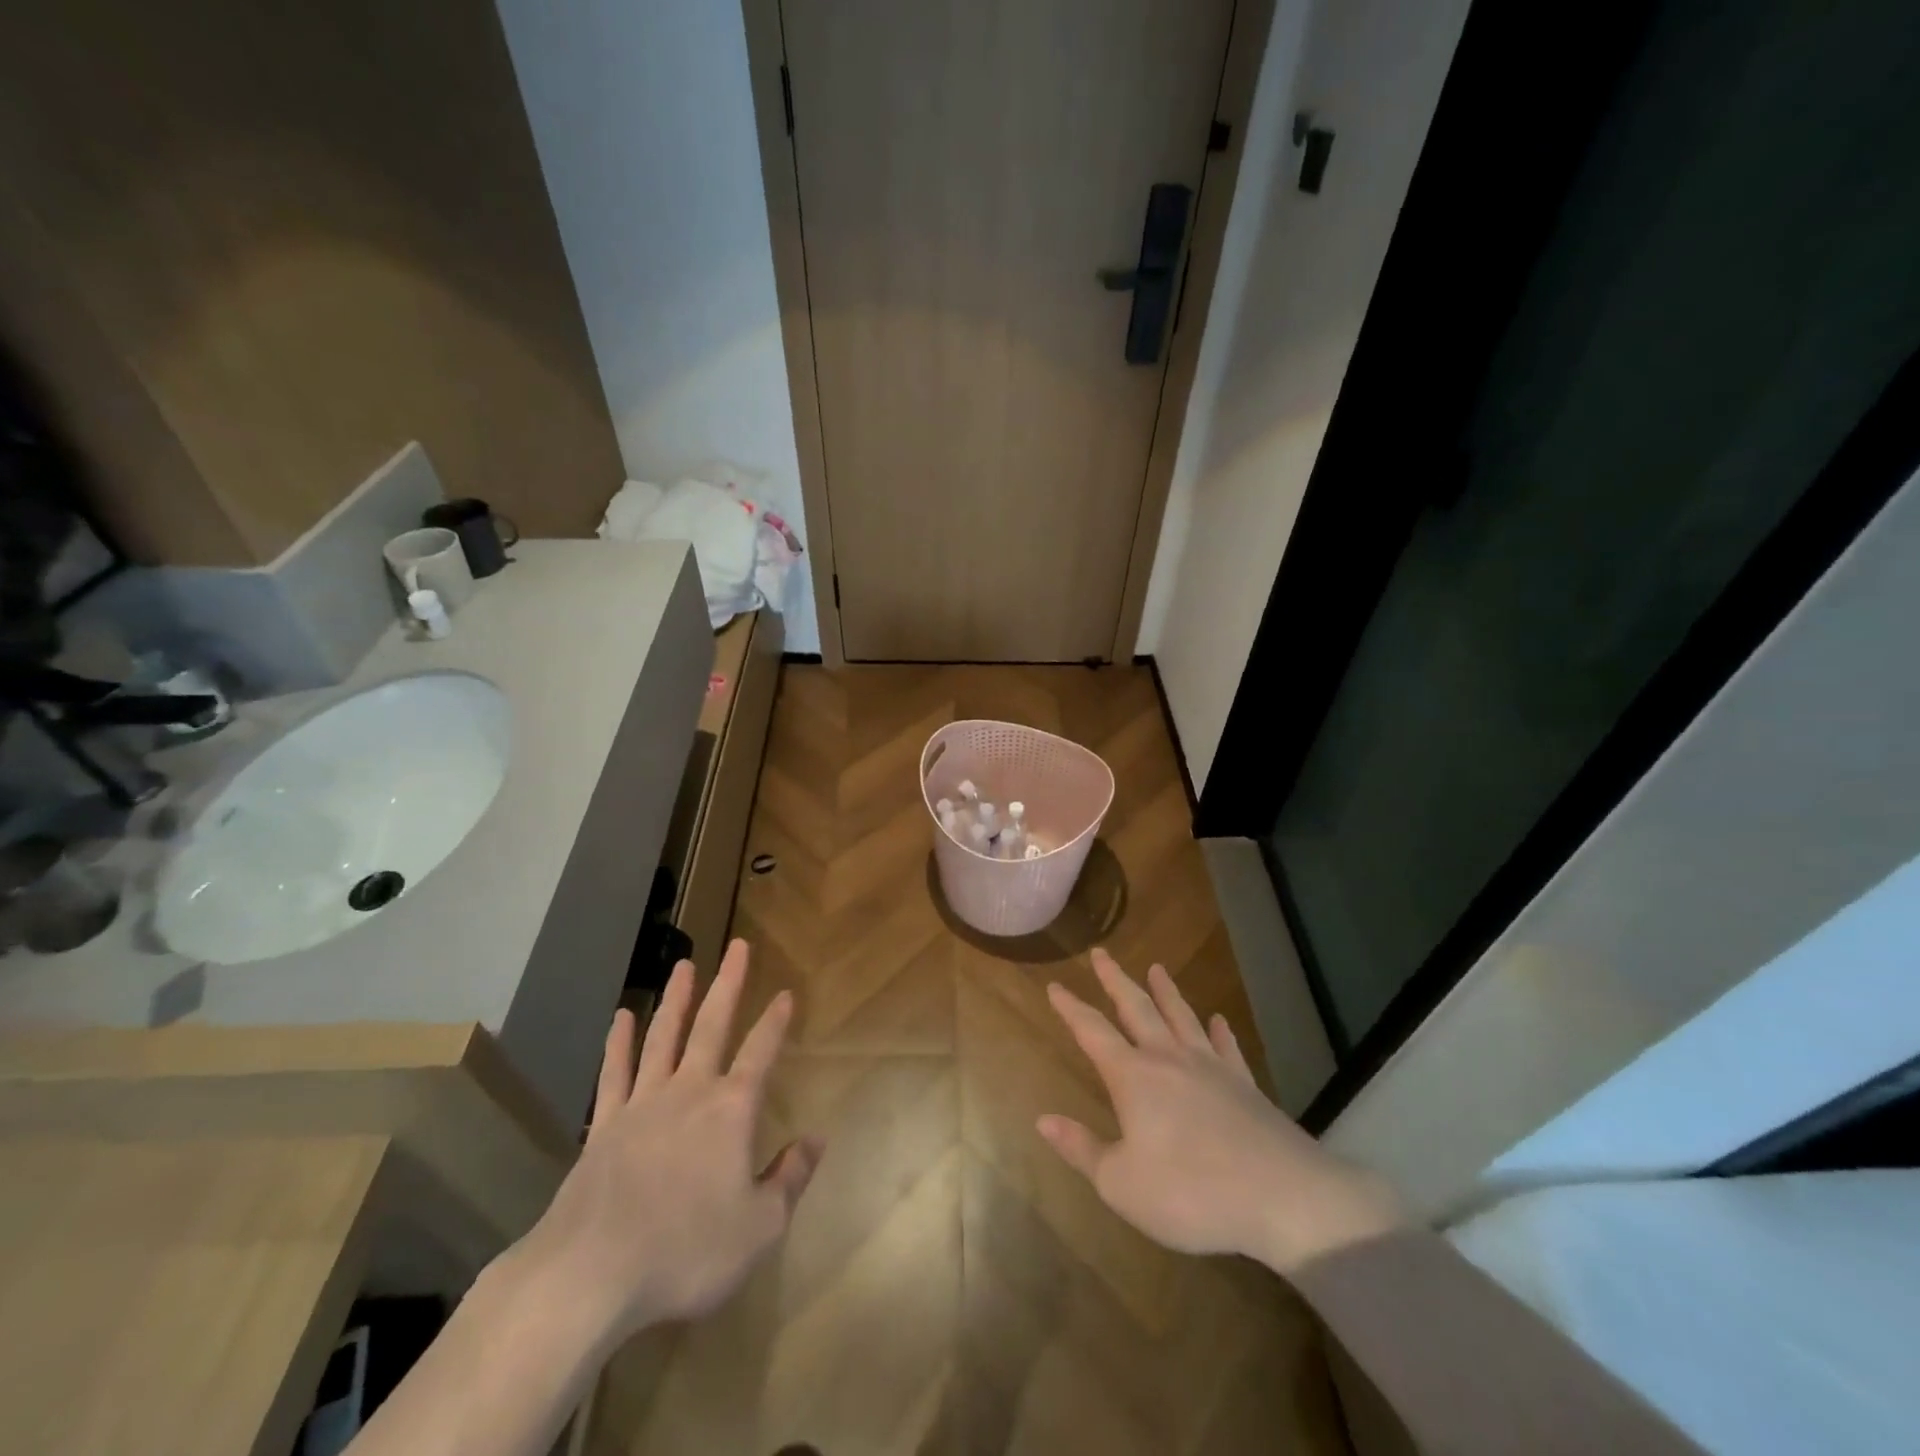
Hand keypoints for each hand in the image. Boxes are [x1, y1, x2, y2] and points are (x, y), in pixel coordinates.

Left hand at [502, 940, 821, 1344]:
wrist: (592, 1274)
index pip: (761, 1052)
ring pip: (663, 1037)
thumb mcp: (760, 1227)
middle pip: (712, 1025)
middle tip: (737, 946)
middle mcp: (689, 1091)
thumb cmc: (687, 1251)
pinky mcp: (604, 1126)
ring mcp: (642, 1104)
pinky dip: (619, 1042)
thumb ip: (791, 1178)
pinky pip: (614, 1073)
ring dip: (677, 998)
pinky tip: (622, 1017)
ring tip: (684, 965)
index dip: (775, 1022)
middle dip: (728, 983)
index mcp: (731, 1110)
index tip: (785, 993)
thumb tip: (816, 1139)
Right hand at [1037, 950, 1404, 1274]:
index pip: (1092, 1031)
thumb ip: (1082, 1149)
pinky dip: (1220, 1031)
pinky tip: (1218, 1020)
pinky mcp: (1245, 1084)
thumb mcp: (1122, 1184)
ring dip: (1166, 992)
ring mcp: (1211, 1068)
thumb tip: (1043, 1119)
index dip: (1071, 1008)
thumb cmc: (1191, 1193)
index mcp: (1133, 1077)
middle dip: (1115, 980)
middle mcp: (1169, 1059)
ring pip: (1181, 1017)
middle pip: (1136, 1008)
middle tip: (1101, 954)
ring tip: (1157, 968)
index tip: (1055, 985)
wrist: (1283, 1197)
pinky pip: (1227, 1047)